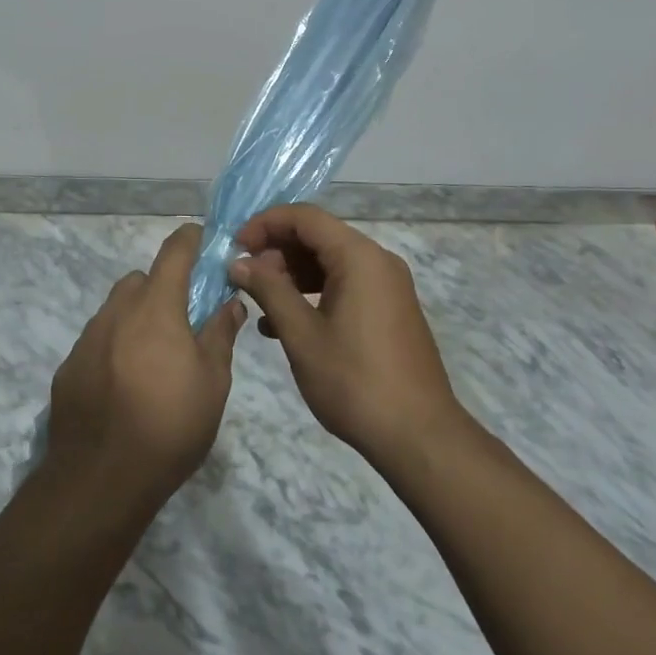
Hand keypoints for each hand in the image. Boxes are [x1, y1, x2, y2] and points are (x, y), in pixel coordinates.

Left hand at [45, 223, 246, 509]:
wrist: (99, 479)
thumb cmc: (169, 426)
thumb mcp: (212, 383)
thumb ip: (220, 334)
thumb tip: (230, 302)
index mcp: (156, 306)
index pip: (174, 251)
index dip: (191, 240)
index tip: (204, 242)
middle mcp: (117, 311)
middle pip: (142, 280)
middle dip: (163, 288)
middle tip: (183, 322)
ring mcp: (88, 338)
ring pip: (117, 309)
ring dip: (137, 319)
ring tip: (153, 360)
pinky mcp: (69, 366)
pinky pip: (97, 341)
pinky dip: (114, 348)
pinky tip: (124, 386)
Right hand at [229, 204, 466, 470]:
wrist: (420, 437)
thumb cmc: (355, 381)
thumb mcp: (302, 335)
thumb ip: (269, 291)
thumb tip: (238, 263)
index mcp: (359, 256)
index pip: (305, 217)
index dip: (265, 224)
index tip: (236, 247)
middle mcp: (377, 260)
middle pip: (319, 236)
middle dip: (277, 250)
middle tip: (245, 278)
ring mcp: (387, 285)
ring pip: (330, 261)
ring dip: (292, 274)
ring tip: (260, 301)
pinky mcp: (389, 309)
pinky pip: (345, 284)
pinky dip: (314, 292)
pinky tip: (286, 323)